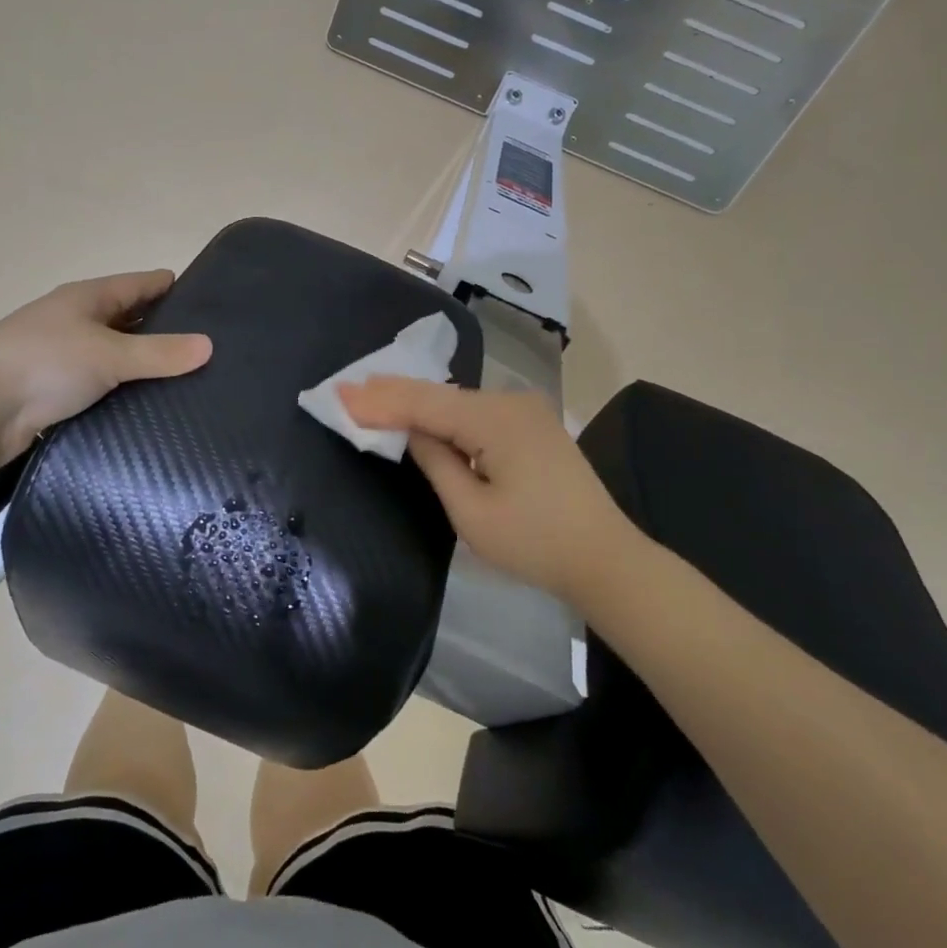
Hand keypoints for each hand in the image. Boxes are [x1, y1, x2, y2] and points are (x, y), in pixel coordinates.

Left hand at [0, 269, 211, 467]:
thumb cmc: (44, 364)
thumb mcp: (110, 355)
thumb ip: (160, 353)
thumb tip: (210, 346)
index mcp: (88, 298)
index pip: (141, 284)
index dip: (172, 287)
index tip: (210, 298)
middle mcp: (76, 321)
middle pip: (129, 318)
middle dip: (164, 328)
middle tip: (207, 346)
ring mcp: (63, 356)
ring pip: (114, 355)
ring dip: (142, 364)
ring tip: (188, 379)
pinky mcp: (54, 391)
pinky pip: (100, 385)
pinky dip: (122, 391)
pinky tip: (148, 405)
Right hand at [339, 378, 633, 606]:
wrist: (607, 559)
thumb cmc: (536, 544)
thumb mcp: (472, 512)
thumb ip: (435, 462)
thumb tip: (410, 431)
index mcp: (495, 419)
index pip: (424, 403)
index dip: (379, 401)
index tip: (339, 394)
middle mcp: (509, 401)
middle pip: (439, 394)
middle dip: (392, 393)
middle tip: (347, 388)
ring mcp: (524, 410)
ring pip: (456, 401)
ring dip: (416, 402)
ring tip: (372, 396)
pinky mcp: (530, 423)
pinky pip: (474, 411)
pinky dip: (443, 414)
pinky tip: (420, 412)